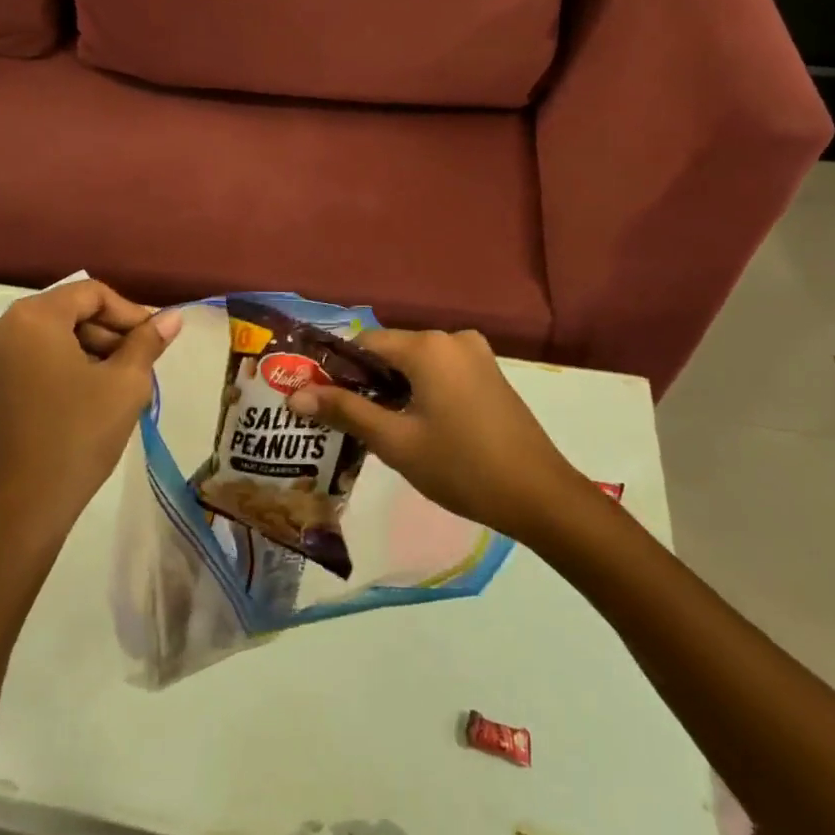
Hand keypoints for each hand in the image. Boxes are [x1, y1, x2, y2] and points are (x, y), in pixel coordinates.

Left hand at [0, 281, 180, 543]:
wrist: (20, 512)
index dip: (130, 313)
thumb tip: (172, 317)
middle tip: (140, 366)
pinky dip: (63, 368)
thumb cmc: (77, 437)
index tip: (154, 342)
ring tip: (119, 386)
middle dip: (109, 334)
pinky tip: (89, 399)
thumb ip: (148, 342)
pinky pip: (32, 360)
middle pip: (68, 312)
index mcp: (32, 318)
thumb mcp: (124, 385)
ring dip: (89, 352)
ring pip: (51, 338)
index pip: (91, 293)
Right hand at [287, 328, 587, 544]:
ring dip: (393, 389)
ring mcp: (476, 354)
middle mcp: (452, 338)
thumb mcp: (396, 442)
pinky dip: (421, 391)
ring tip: (377, 429)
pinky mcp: (490, 373)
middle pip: (391, 352)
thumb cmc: (461, 467)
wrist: (540, 496)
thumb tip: (294, 394)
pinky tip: (416, 426)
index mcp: (428, 346)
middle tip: (345, 422)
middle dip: (365, 382)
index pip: (365, 344)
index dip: (338, 370)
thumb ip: (345, 411)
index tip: (321, 402)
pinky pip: (440, 372)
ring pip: (416, 364)